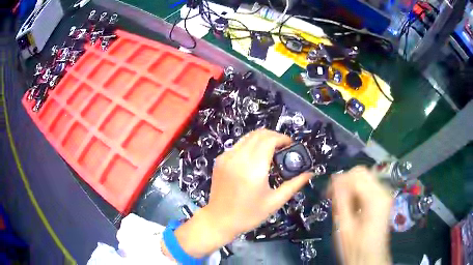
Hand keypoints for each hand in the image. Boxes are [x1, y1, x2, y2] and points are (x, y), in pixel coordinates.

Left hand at [170, 129, 312, 257]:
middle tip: (284, 148)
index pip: (269, 140)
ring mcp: (226, 157)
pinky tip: (256, 158)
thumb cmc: (248, 215)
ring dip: (262, 139)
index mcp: (253, 169)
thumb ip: (294, 184)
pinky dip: (250, 145)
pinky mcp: (220, 160)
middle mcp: (238, 158)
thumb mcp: (274, 202)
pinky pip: (239, 144)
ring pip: (248, 136)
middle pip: (259, 134)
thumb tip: (310, 173)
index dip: (283, 138)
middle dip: (274, 136)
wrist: (219, 220)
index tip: (291, 145)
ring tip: (271, 151)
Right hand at [328, 166, 392, 264]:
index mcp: (376, 198)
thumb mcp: (344, 226)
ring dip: (350, 186)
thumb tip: (335, 180)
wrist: (370, 258)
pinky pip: (367, 186)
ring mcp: (385, 194)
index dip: (338, 181)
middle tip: (332, 196)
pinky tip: (350, 204)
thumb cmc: (355, 247)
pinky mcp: (382, 199)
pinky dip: (356, 191)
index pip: (355, 176)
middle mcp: (384, 191)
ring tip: (340, 203)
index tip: (326, 193)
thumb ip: (341, 201)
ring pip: (364, 177)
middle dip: (344, 181)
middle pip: (362, 172)